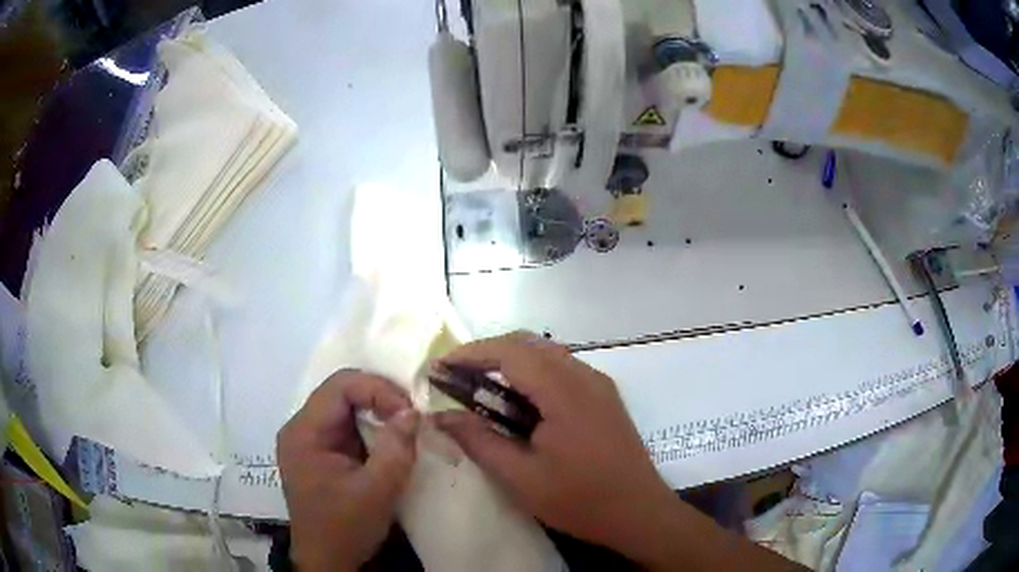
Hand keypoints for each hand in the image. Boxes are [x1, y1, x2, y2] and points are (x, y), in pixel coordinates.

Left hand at [277, 371, 419, 570]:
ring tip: (405, 428)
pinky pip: (347, 428)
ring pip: (346, 409)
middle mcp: (301, 429)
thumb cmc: (345, 528)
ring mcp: (309, 441)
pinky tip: (389, 442)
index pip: (340, 387)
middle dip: (380, 399)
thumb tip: (413, 411)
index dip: (378, 389)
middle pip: (341, 393)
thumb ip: (395, 449)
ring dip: (377, 414)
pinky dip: (371, 429)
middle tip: (412, 417)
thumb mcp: (376, 491)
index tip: (410, 412)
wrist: (328, 561)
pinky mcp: (321, 454)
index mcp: (304, 432)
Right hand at [432, 333, 674, 552]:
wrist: (640, 513)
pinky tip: (517, 402)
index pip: (510, 352)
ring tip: (478, 388)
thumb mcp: (522, 478)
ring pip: (546, 354)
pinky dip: (532, 375)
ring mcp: (598, 384)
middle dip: (487, 354)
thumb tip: (441, 416)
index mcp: (565, 392)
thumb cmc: (581, 500)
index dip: (471, 354)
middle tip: (454, 377)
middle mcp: (585, 376)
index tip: (439, 368)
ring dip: (510, 363)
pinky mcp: (605, 396)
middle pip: (529, 345)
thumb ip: (479, 441)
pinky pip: (562, 369)